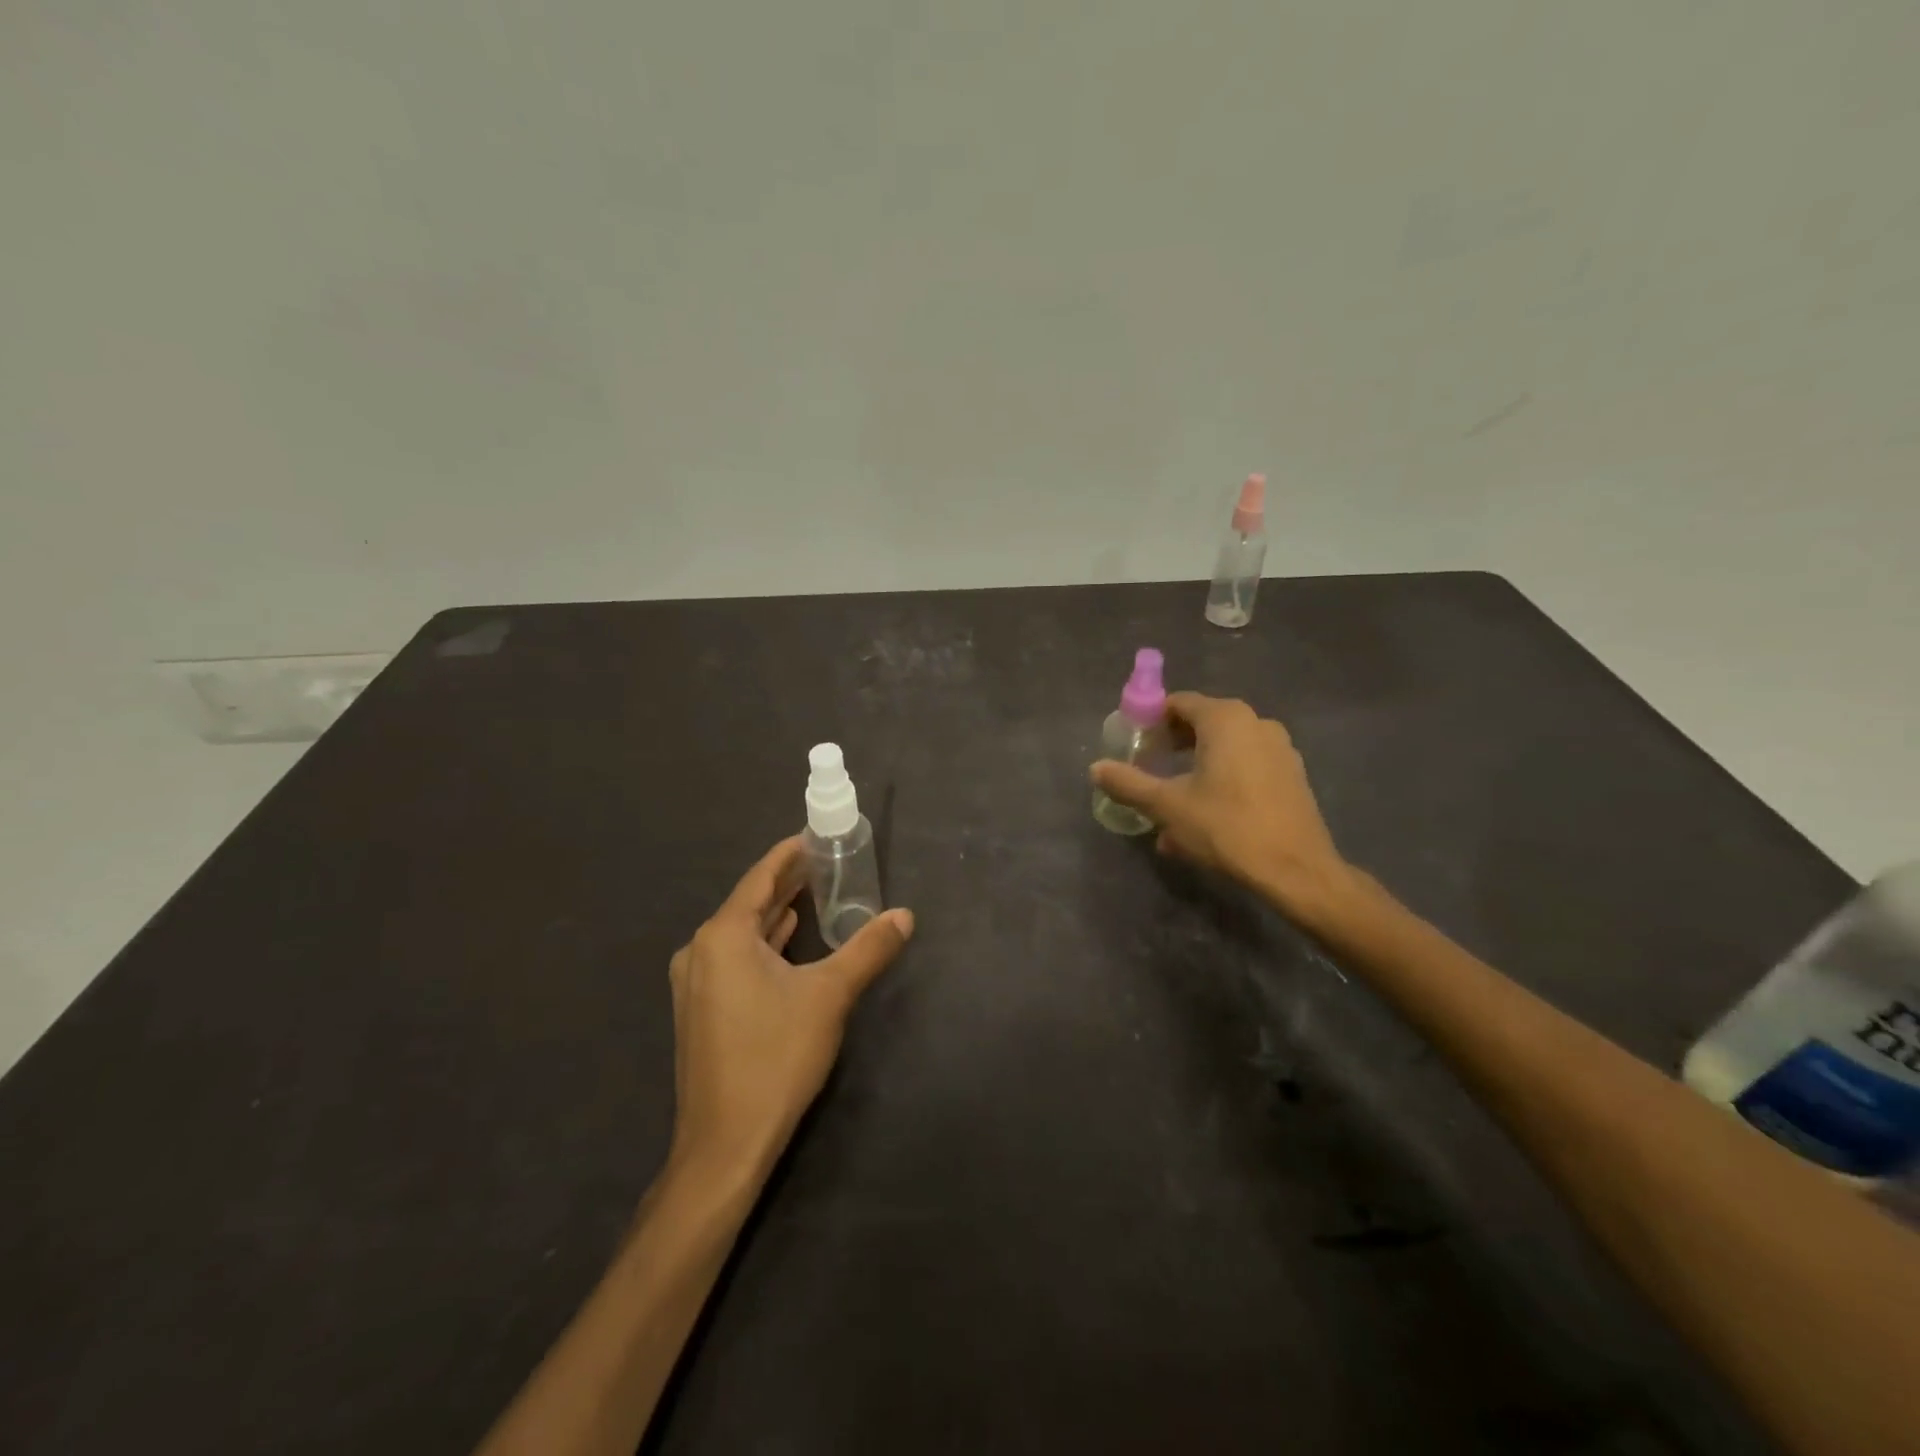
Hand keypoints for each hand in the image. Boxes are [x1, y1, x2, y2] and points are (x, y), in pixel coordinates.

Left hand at [666, 837, 913, 1188]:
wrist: (725, 1143)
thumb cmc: (776, 1057)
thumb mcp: (830, 995)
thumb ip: (869, 949)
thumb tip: (905, 915)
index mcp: (723, 936)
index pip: (760, 878)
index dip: (788, 854)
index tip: (814, 835)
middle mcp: (700, 951)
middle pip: (749, 902)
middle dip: (786, 881)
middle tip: (824, 861)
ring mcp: (696, 983)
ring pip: (741, 932)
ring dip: (776, 912)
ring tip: (813, 892)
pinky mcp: (701, 1009)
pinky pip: (735, 957)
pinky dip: (764, 942)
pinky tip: (788, 939)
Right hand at [1091, 693, 1351, 919]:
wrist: (1296, 870)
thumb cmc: (1226, 828)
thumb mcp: (1167, 806)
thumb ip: (1128, 783)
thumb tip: (1096, 768)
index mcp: (1225, 719)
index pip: (1178, 703)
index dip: (1150, 721)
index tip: (1133, 746)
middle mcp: (1256, 723)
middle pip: (1202, 724)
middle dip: (1172, 747)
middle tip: (1148, 771)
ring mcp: (1279, 749)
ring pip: (1224, 750)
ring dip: (1194, 770)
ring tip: (1172, 804)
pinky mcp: (1292, 776)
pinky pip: (1246, 768)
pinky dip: (1221, 782)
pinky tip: (1205, 818)